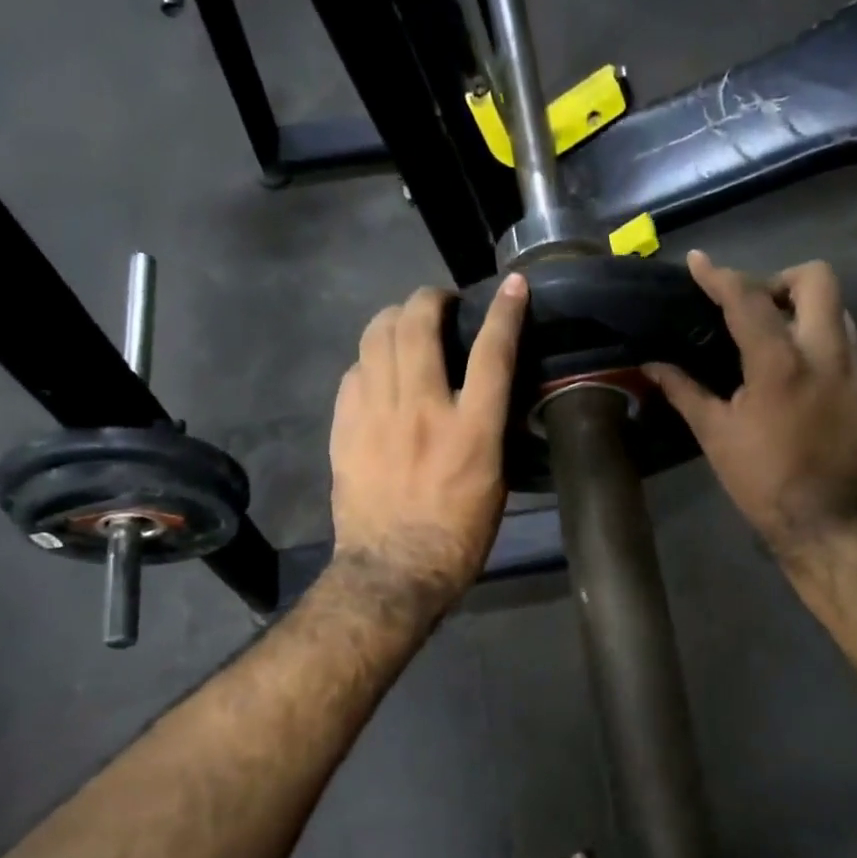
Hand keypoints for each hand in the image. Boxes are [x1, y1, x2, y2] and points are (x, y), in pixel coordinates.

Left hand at [329, 274, 527, 610]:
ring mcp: (376, 416)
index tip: (511, 286)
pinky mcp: (345, 428)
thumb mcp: (495, 482)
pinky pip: (353, 372)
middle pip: (419, 325)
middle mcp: (422, 410)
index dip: (504, 311)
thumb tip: (483, 395)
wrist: (393, 571)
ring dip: (395, 318)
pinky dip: (370, 360)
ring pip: (376, 337)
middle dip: (431, 298)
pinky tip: (378, 370)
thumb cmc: (459, 536)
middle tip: (440, 303)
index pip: (492, 352)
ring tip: (406, 324)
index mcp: (471, 430)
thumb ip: (488, 429)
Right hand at [645, 252, 856, 558]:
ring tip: (780, 342)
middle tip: (758, 308)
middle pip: (817, 278)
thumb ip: (684, 390)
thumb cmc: (762, 480)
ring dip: (806, 312)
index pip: (747, 300)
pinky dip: (823, 347)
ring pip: (838, 311)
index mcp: (779, 364)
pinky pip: (849, 347)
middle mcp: (826, 353)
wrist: (827, 522)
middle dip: (782, 280)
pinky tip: (803, 380)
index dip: (719, 276)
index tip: (700, 262)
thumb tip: (651, 364)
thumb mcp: (715, 435)